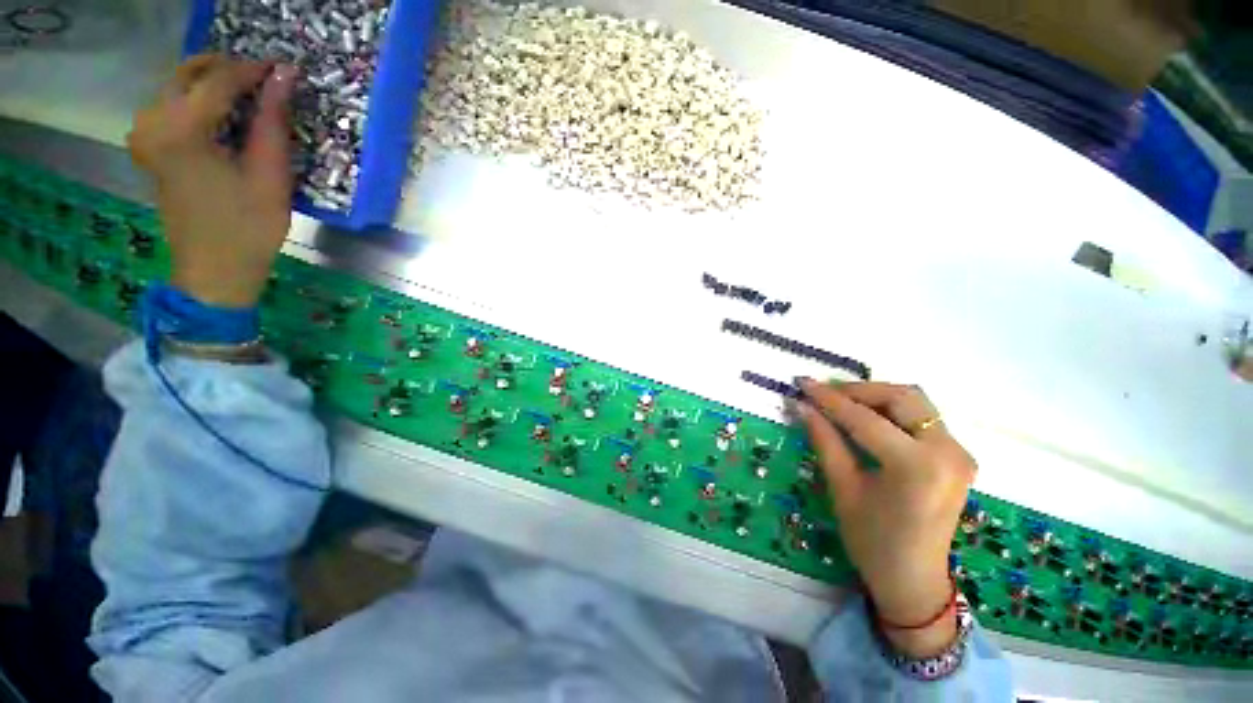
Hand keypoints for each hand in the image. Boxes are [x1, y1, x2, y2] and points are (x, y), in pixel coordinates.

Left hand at [128, 55, 296, 307]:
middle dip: (227, 71)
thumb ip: (272, 121)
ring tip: (247, 99)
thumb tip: (283, 76)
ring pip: (177, 86)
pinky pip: (169, 105)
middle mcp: (153, 122)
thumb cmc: (249, 227)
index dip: (253, 70)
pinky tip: (221, 116)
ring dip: (211, 84)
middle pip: (189, 73)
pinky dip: (197, 101)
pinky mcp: (147, 146)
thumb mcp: (270, 175)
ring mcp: (145, 134)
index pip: (219, 79)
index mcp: (182, 129)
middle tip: (264, 82)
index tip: (283, 69)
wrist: (214, 269)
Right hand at [796, 379, 974, 657]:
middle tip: (823, 394)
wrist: (914, 579)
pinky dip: (891, 410)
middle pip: (901, 397)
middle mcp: (947, 451)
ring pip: (915, 402)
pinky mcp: (958, 455)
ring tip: (841, 402)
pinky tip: (867, 416)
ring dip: (875, 396)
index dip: (829, 399)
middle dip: (858, 390)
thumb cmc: (872, 541)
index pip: (865, 419)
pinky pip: (922, 417)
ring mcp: (958, 452)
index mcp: (917, 466)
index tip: (802, 383)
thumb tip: (802, 406)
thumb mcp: (843, 488)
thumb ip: (825, 440)